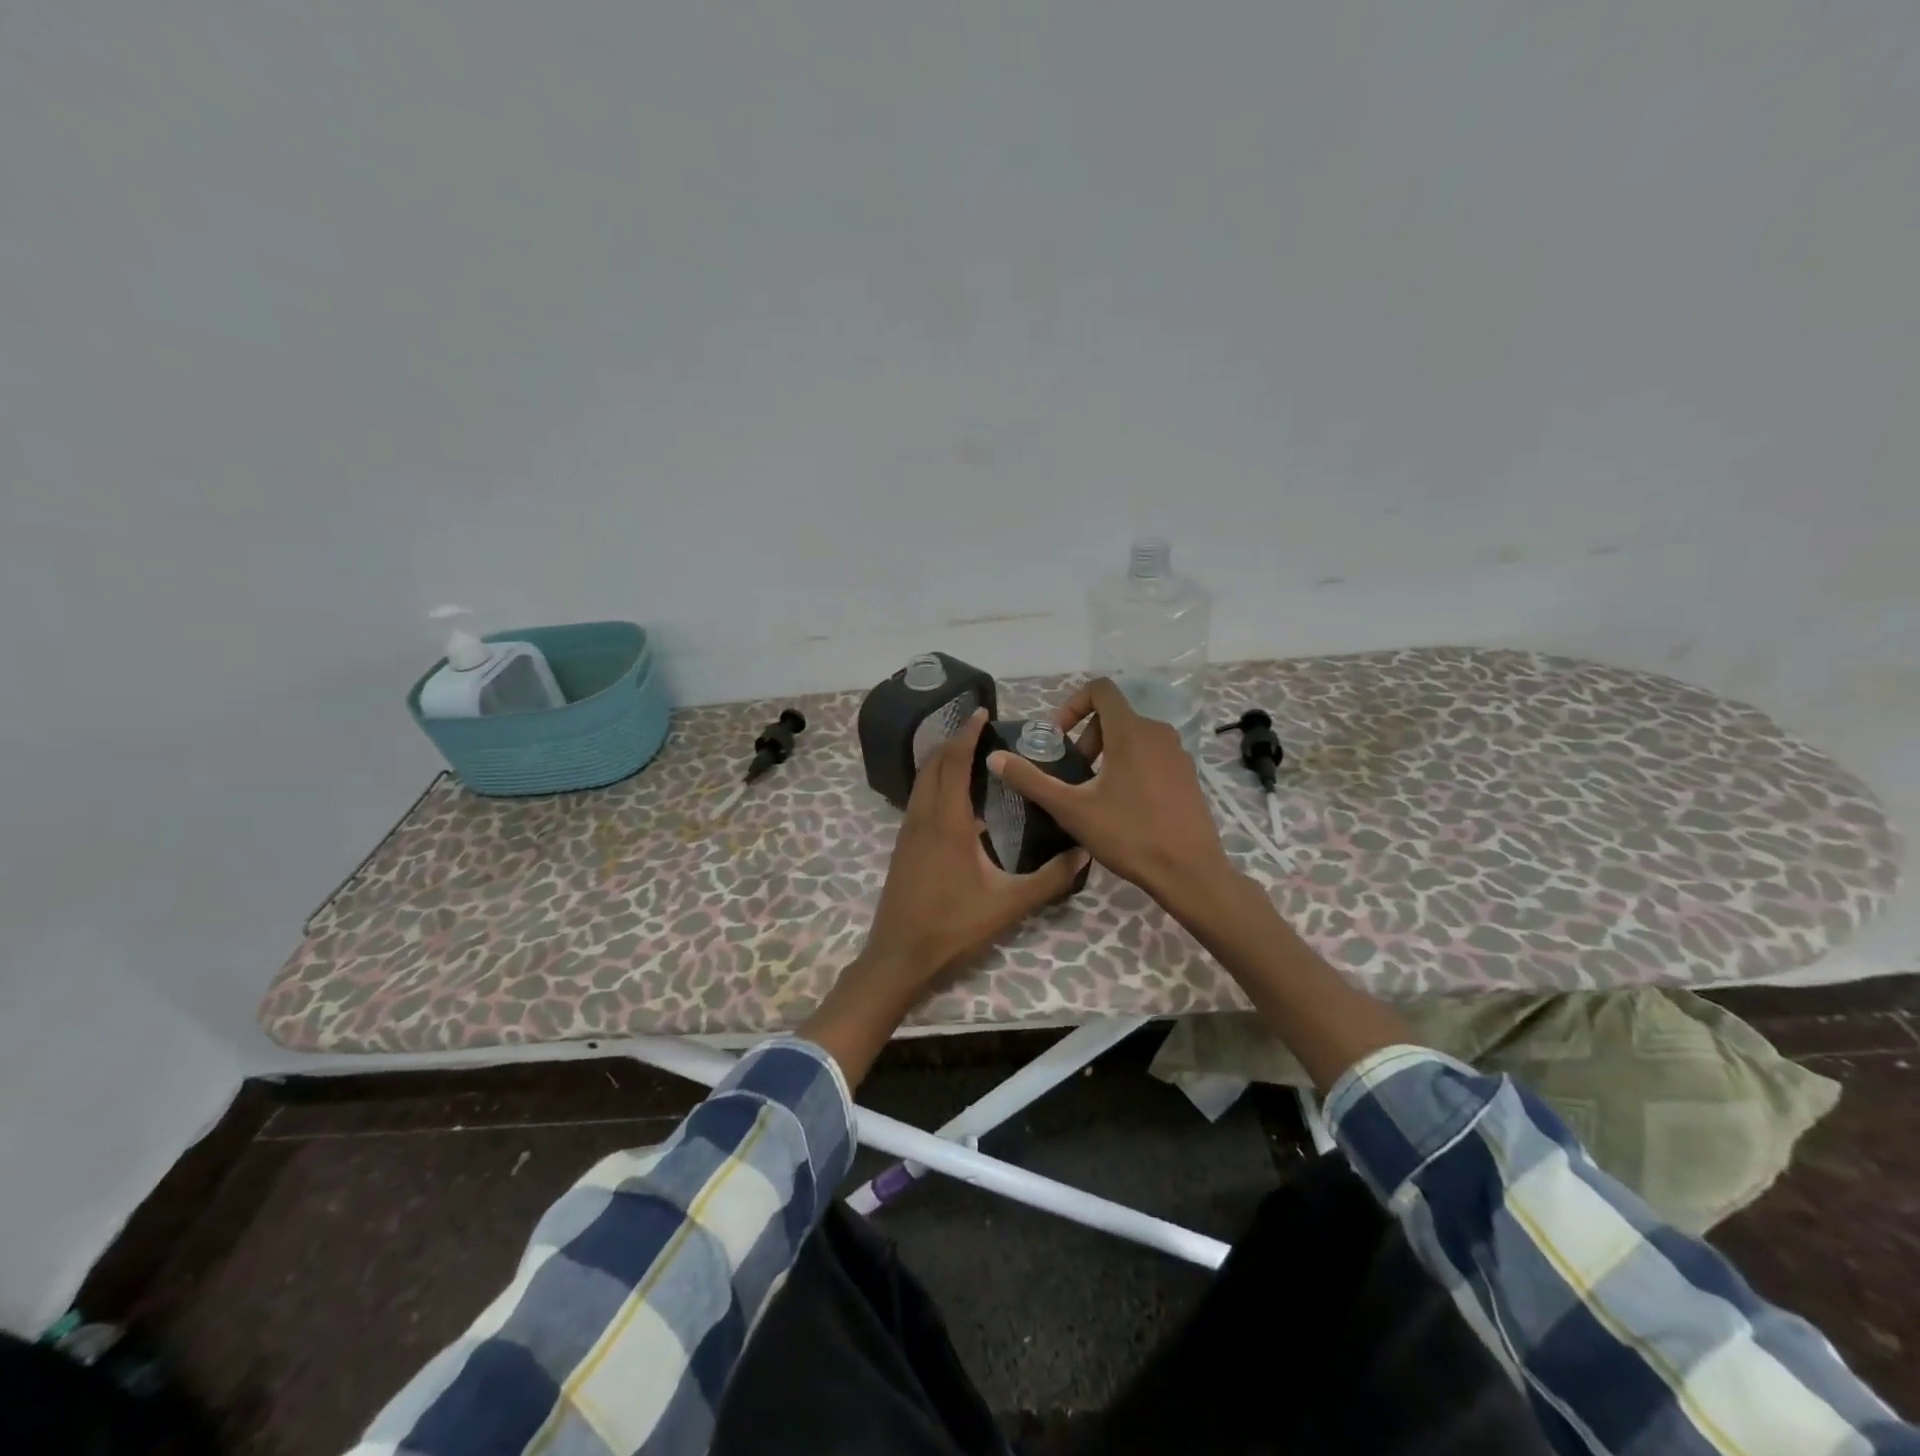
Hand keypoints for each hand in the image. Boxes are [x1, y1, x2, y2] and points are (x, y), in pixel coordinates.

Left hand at [802, 709, 1087, 1083]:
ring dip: (942, 760)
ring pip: (922, 781)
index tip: (983, 712)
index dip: (967, 734)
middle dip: (954, 740)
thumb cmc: (953, 927)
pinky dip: (935, 782)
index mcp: (947, 822)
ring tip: (970, 753)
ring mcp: (908, 831)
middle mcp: (923, 817)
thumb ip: (1050, 879)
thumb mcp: (1008, 905)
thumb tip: (1084, 851)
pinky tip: (958, 798)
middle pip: (934, 764)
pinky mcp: (904, 846)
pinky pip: (919, 799)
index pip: (954, 763)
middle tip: (982, 728)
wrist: (899, 955)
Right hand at [987, 678, 1232, 909]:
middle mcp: (1158, 732)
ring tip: (1095, 792)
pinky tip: (1124, 806)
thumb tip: (995, 758)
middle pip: (1114, 715)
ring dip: (1108, 752)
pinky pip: (1152, 755)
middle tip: (1075, 773)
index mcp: (1131, 731)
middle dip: (1088, 736)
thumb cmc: (1128, 835)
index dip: (1073, 705)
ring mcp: (1177, 753)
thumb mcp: (1071, 809)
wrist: (1189, 872)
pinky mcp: (1188, 775)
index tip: (1059, 738)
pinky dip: (1131, 765)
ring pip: (1134, 736)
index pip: (1100, 689)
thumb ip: (1031, 780)